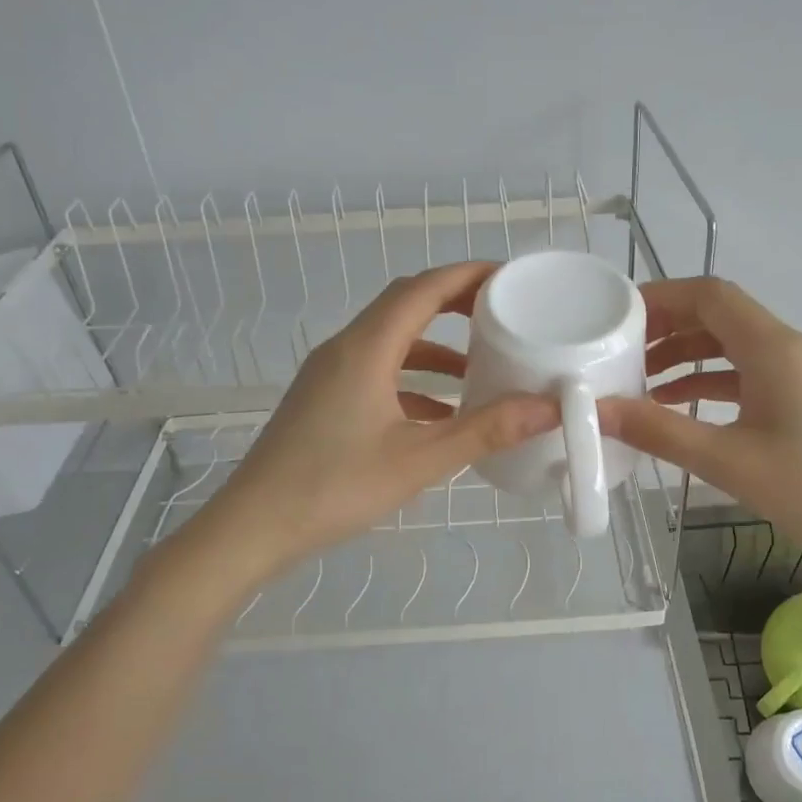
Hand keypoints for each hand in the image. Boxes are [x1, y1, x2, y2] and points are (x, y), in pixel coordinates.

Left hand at [177, 262, 557, 575]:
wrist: (254, 527)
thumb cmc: (335, 487)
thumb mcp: (419, 460)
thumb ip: (485, 430)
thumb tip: (548, 408)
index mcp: (366, 348)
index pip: (422, 289)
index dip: (467, 275)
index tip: (509, 278)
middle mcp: (345, 349)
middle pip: (404, 305)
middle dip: (454, 303)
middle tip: (500, 313)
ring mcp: (329, 375)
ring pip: (391, 341)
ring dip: (434, 347)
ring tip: (480, 366)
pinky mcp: (324, 400)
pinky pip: (376, 371)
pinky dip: (413, 379)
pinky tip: (441, 413)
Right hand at [597, 277, 801, 566]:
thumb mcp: (728, 461)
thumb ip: (659, 432)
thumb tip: (597, 410)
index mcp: (771, 347)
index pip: (709, 294)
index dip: (660, 297)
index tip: (618, 317)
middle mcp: (787, 346)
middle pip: (718, 315)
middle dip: (666, 327)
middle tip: (620, 351)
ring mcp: (800, 370)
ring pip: (732, 344)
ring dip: (686, 356)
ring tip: (640, 381)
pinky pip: (748, 371)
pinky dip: (711, 380)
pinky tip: (681, 407)